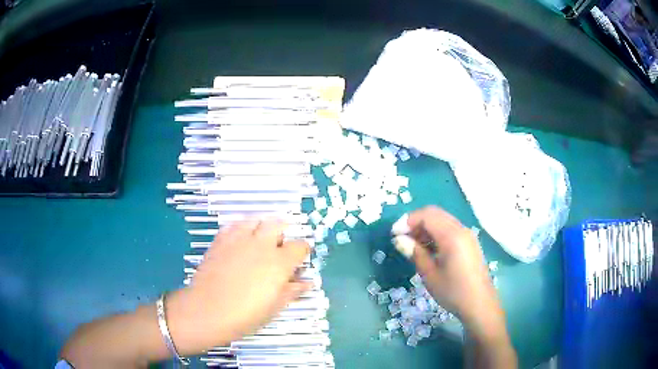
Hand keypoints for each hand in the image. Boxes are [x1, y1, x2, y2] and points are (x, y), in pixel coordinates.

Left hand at [166, 220, 310, 353]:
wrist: (208, 310)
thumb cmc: (245, 314)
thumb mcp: (274, 307)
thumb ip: (292, 291)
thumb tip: (306, 283)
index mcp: (279, 262)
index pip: (299, 246)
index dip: (302, 252)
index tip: (299, 260)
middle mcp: (261, 245)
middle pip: (277, 224)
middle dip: (282, 232)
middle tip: (279, 247)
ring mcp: (239, 240)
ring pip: (255, 220)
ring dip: (261, 227)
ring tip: (259, 240)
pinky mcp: (221, 240)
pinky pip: (234, 225)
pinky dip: (241, 228)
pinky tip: (239, 241)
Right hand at [406, 206, 503, 337]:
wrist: (479, 304)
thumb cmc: (453, 292)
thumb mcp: (429, 274)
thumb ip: (415, 253)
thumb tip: (398, 239)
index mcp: (452, 236)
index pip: (427, 215)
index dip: (408, 221)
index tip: (394, 235)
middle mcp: (461, 229)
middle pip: (435, 214)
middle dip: (416, 222)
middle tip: (402, 239)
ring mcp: (467, 235)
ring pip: (443, 220)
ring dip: (426, 227)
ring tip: (413, 245)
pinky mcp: (470, 243)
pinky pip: (450, 229)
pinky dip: (436, 233)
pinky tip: (429, 249)